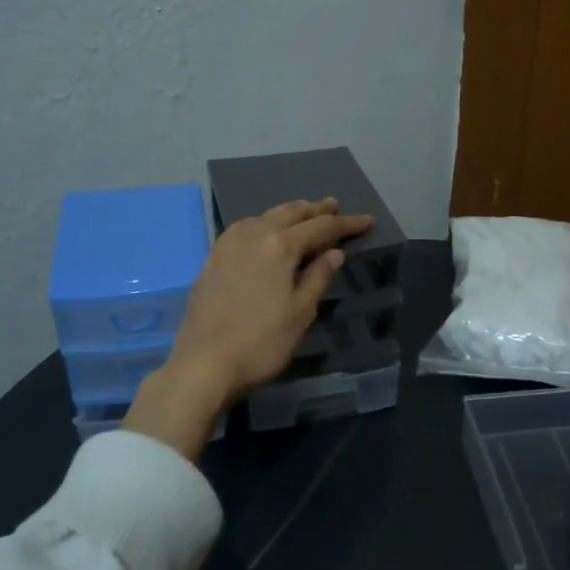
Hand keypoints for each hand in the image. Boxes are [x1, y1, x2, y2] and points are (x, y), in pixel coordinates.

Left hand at [124, 198, 372, 457]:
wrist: (203, 364)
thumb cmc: (261, 342)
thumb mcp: (300, 313)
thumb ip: (318, 277)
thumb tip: (334, 252)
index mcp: (279, 245)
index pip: (320, 227)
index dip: (345, 224)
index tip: (367, 220)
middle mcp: (252, 235)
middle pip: (288, 213)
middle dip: (314, 210)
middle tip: (333, 206)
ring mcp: (227, 245)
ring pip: (263, 217)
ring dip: (287, 214)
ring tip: (303, 214)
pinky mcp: (212, 259)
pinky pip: (244, 229)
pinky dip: (263, 224)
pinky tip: (265, 233)